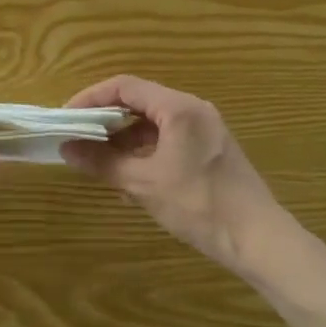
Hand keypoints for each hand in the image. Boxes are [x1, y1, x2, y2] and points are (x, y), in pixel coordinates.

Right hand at [62, 75, 290, 275]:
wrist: (258, 239)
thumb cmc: (199, 205)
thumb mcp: (143, 184)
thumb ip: (103, 162)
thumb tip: (67, 149)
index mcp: (178, 108)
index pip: (125, 86)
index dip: (91, 97)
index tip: (67, 117)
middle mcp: (193, 109)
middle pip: (139, 100)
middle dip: (106, 118)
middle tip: (78, 135)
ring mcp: (205, 129)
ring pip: (153, 121)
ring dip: (124, 136)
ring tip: (98, 157)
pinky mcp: (210, 149)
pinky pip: (168, 137)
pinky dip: (144, 148)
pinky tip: (129, 173)